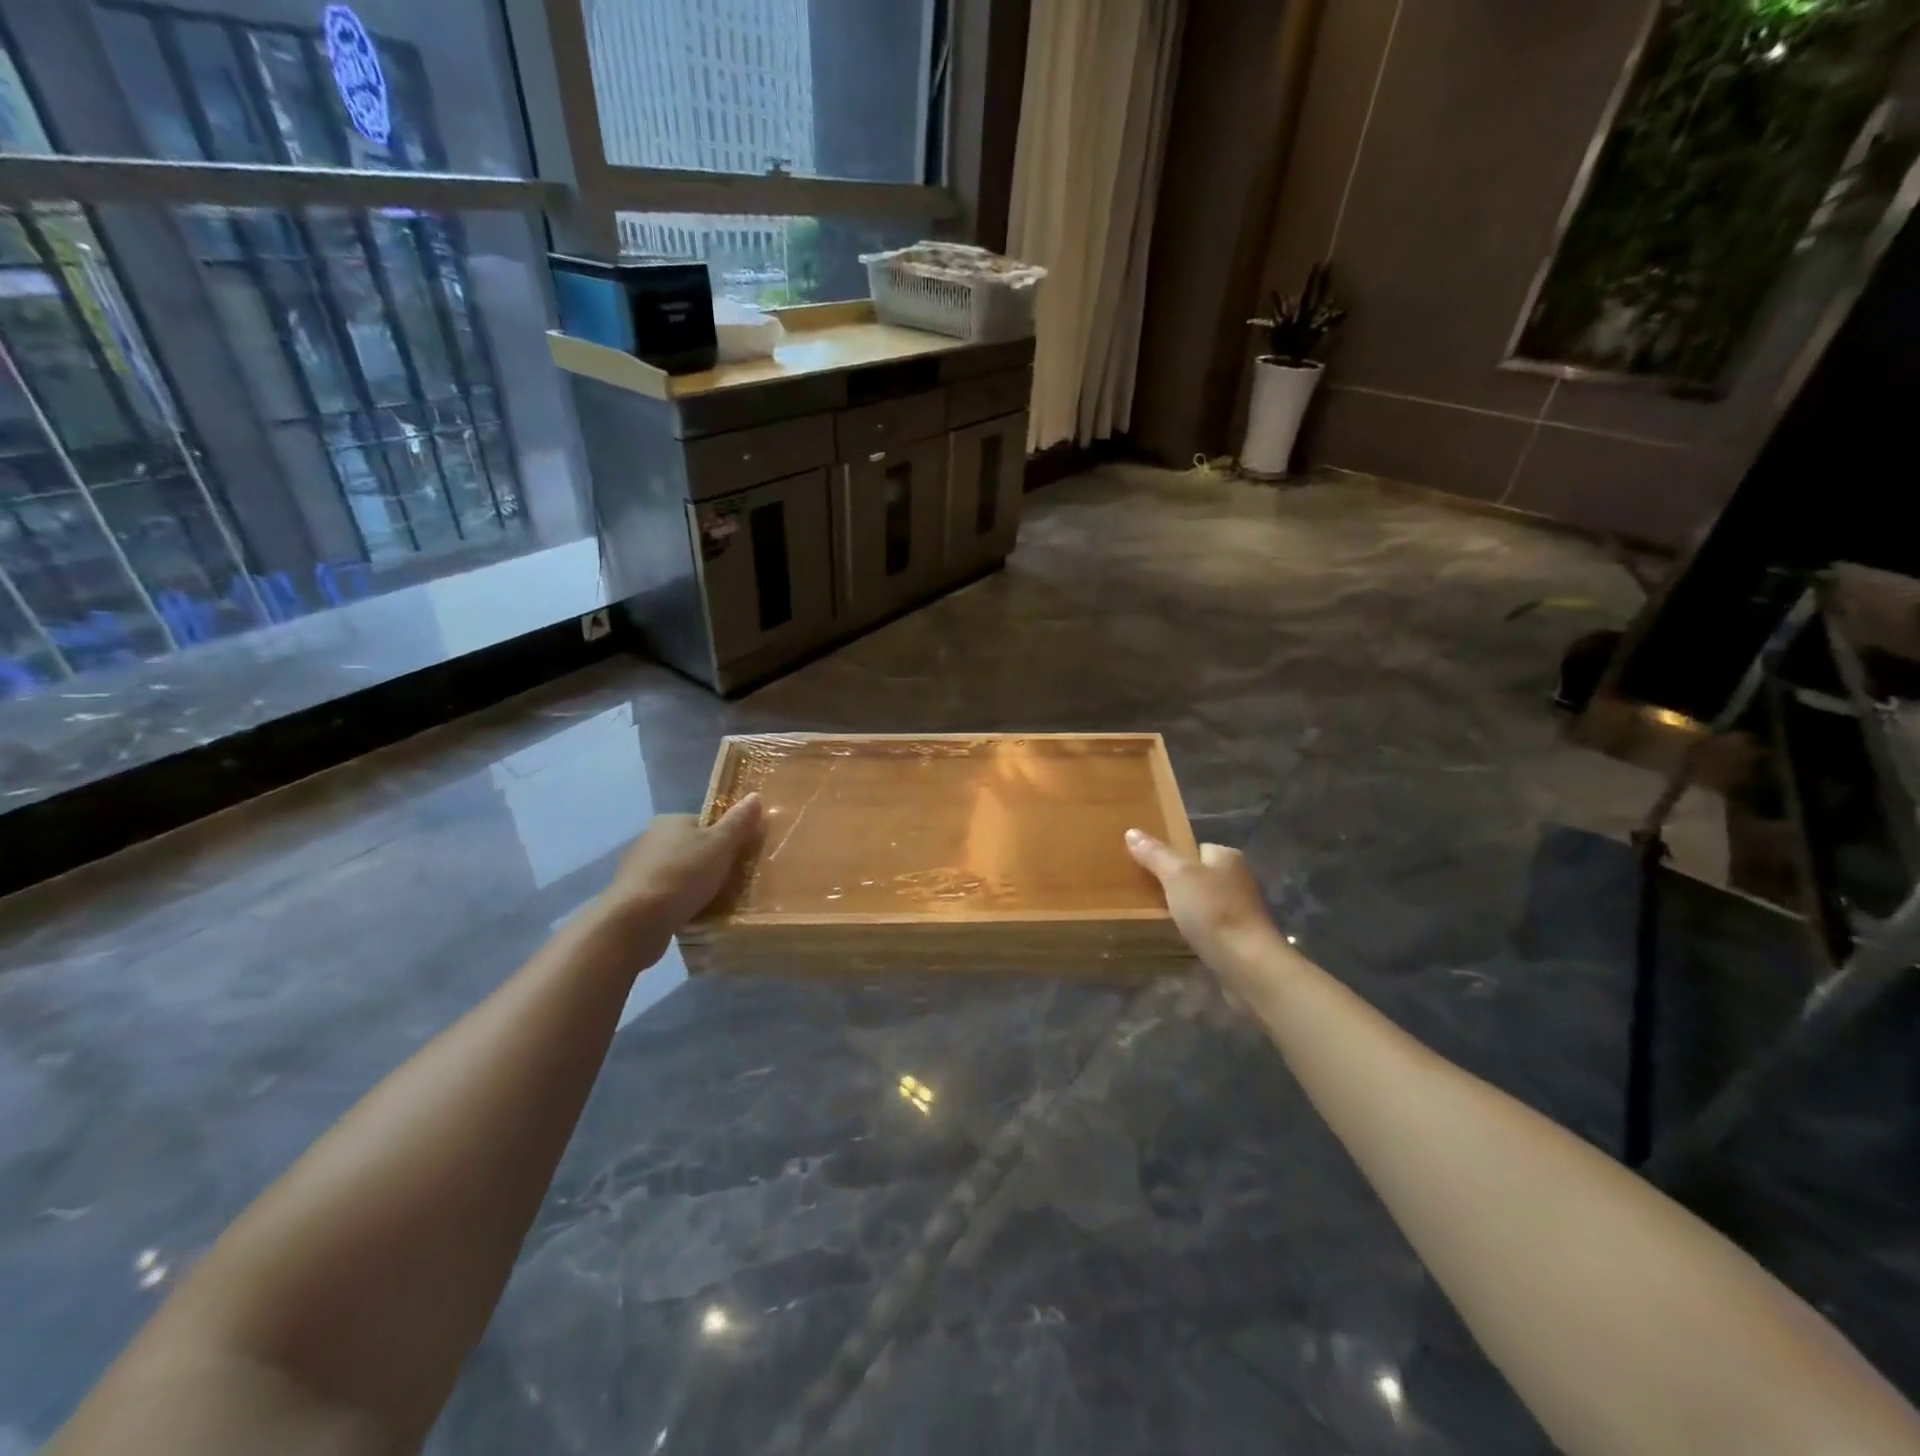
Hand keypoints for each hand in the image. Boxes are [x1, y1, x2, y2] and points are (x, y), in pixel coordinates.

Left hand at [597, 796, 764, 948]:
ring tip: (717, 902)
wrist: (635, 922)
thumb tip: (755, 795)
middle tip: (733, 882)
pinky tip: (694, 915)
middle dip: (711, 864)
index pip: (706, 824)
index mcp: (670, 821)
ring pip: (680, 874)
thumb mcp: (720, 845)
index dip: (726, 839)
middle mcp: (651, 839)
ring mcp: (639, 870)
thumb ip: (739, 822)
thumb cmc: (683, 875)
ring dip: (695, 886)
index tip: (740, 858)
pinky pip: (667, 896)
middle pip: (693, 849)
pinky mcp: (634, 898)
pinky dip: (681, 903)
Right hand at [1126, 829, 1289, 993]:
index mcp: (1227, 857)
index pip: (1196, 847)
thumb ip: (1155, 854)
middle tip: (1148, 891)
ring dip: (1187, 908)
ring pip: (1204, 901)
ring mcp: (1241, 910)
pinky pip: (1210, 926)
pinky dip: (1196, 929)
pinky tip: (1180, 937)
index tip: (1149, 866)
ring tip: (1158, 915)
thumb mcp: (1176, 875)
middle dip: (1178, 883)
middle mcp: (1238, 879)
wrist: (1247, 964)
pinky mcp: (1240, 937)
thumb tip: (1131, 832)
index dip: (1174, 855)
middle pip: (1200, 874)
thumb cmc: (1213, 910)